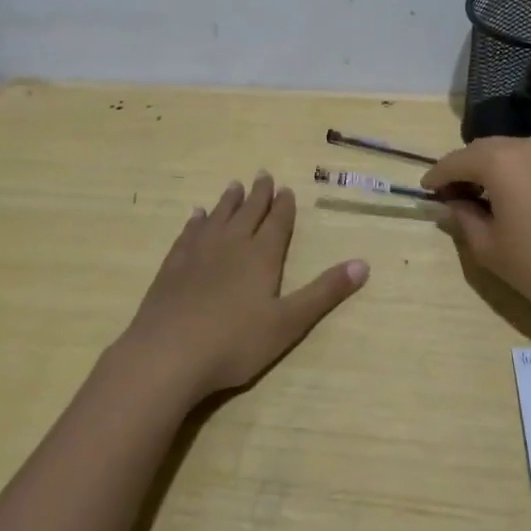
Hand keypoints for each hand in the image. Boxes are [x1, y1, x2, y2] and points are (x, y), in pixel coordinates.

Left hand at [115, 173, 368, 404]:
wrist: (168, 354)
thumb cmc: (235, 342)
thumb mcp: (289, 322)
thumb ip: (324, 293)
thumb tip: (363, 264)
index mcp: (261, 256)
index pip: (277, 223)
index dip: (284, 206)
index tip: (286, 188)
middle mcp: (231, 245)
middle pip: (248, 213)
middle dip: (259, 194)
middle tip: (263, 175)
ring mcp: (198, 253)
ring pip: (218, 217)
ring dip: (228, 201)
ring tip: (234, 185)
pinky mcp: (172, 267)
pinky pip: (188, 234)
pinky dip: (196, 221)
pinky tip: (196, 216)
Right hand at [422, 136, 530, 335]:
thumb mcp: (488, 247)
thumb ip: (463, 217)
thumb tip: (453, 203)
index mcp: (502, 162)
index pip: (457, 160)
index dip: (437, 175)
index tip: (425, 189)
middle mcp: (530, 148)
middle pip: (485, 149)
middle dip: (465, 168)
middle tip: (452, 193)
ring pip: (514, 154)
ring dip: (494, 169)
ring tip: (485, 197)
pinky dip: (522, 177)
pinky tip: (522, 205)